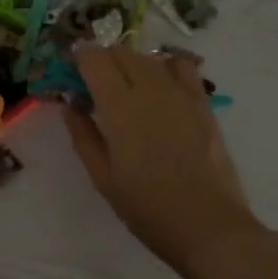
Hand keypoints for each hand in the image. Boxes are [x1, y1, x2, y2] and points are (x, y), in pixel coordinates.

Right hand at [63, 46, 258, 271]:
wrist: (207, 226)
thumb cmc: (146, 208)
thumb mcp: (102, 177)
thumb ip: (83, 135)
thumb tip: (71, 104)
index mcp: (119, 107)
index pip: (93, 58)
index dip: (77, 60)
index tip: (70, 77)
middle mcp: (150, 89)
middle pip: (120, 52)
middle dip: (101, 61)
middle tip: (93, 88)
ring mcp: (181, 93)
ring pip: (148, 57)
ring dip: (130, 65)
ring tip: (125, 91)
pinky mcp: (203, 102)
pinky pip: (181, 67)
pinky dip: (163, 68)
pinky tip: (159, 89)